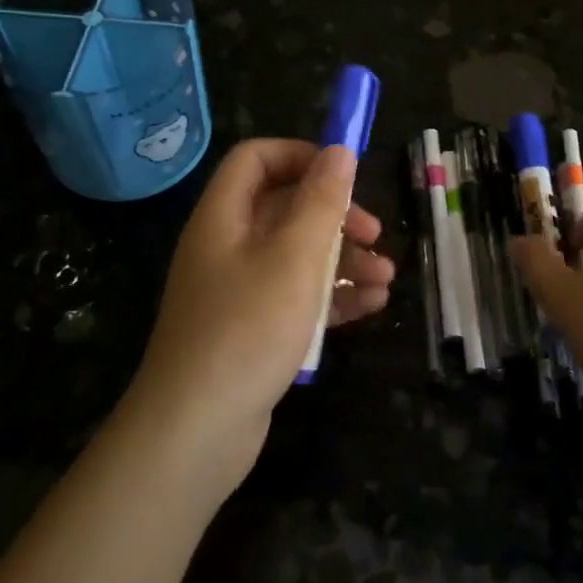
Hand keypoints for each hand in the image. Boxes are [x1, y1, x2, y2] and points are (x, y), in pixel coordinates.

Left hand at [129, 139, 394, 491]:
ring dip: (343, 259)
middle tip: (376, 233)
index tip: (344, 174)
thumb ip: (321, 200)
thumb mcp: (294, 256)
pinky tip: (371, 306)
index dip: (300, 156)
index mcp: (224, 216)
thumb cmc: (247, 328)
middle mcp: (227, 246)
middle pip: (284, 207)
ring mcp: (238, 290)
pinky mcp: (252, 329)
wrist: (196, 432)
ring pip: (296, 255)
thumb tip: (339, 150)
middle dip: (336, 216)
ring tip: (386, 278)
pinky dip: (331, 295)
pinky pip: (296, 296)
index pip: (257, 159)